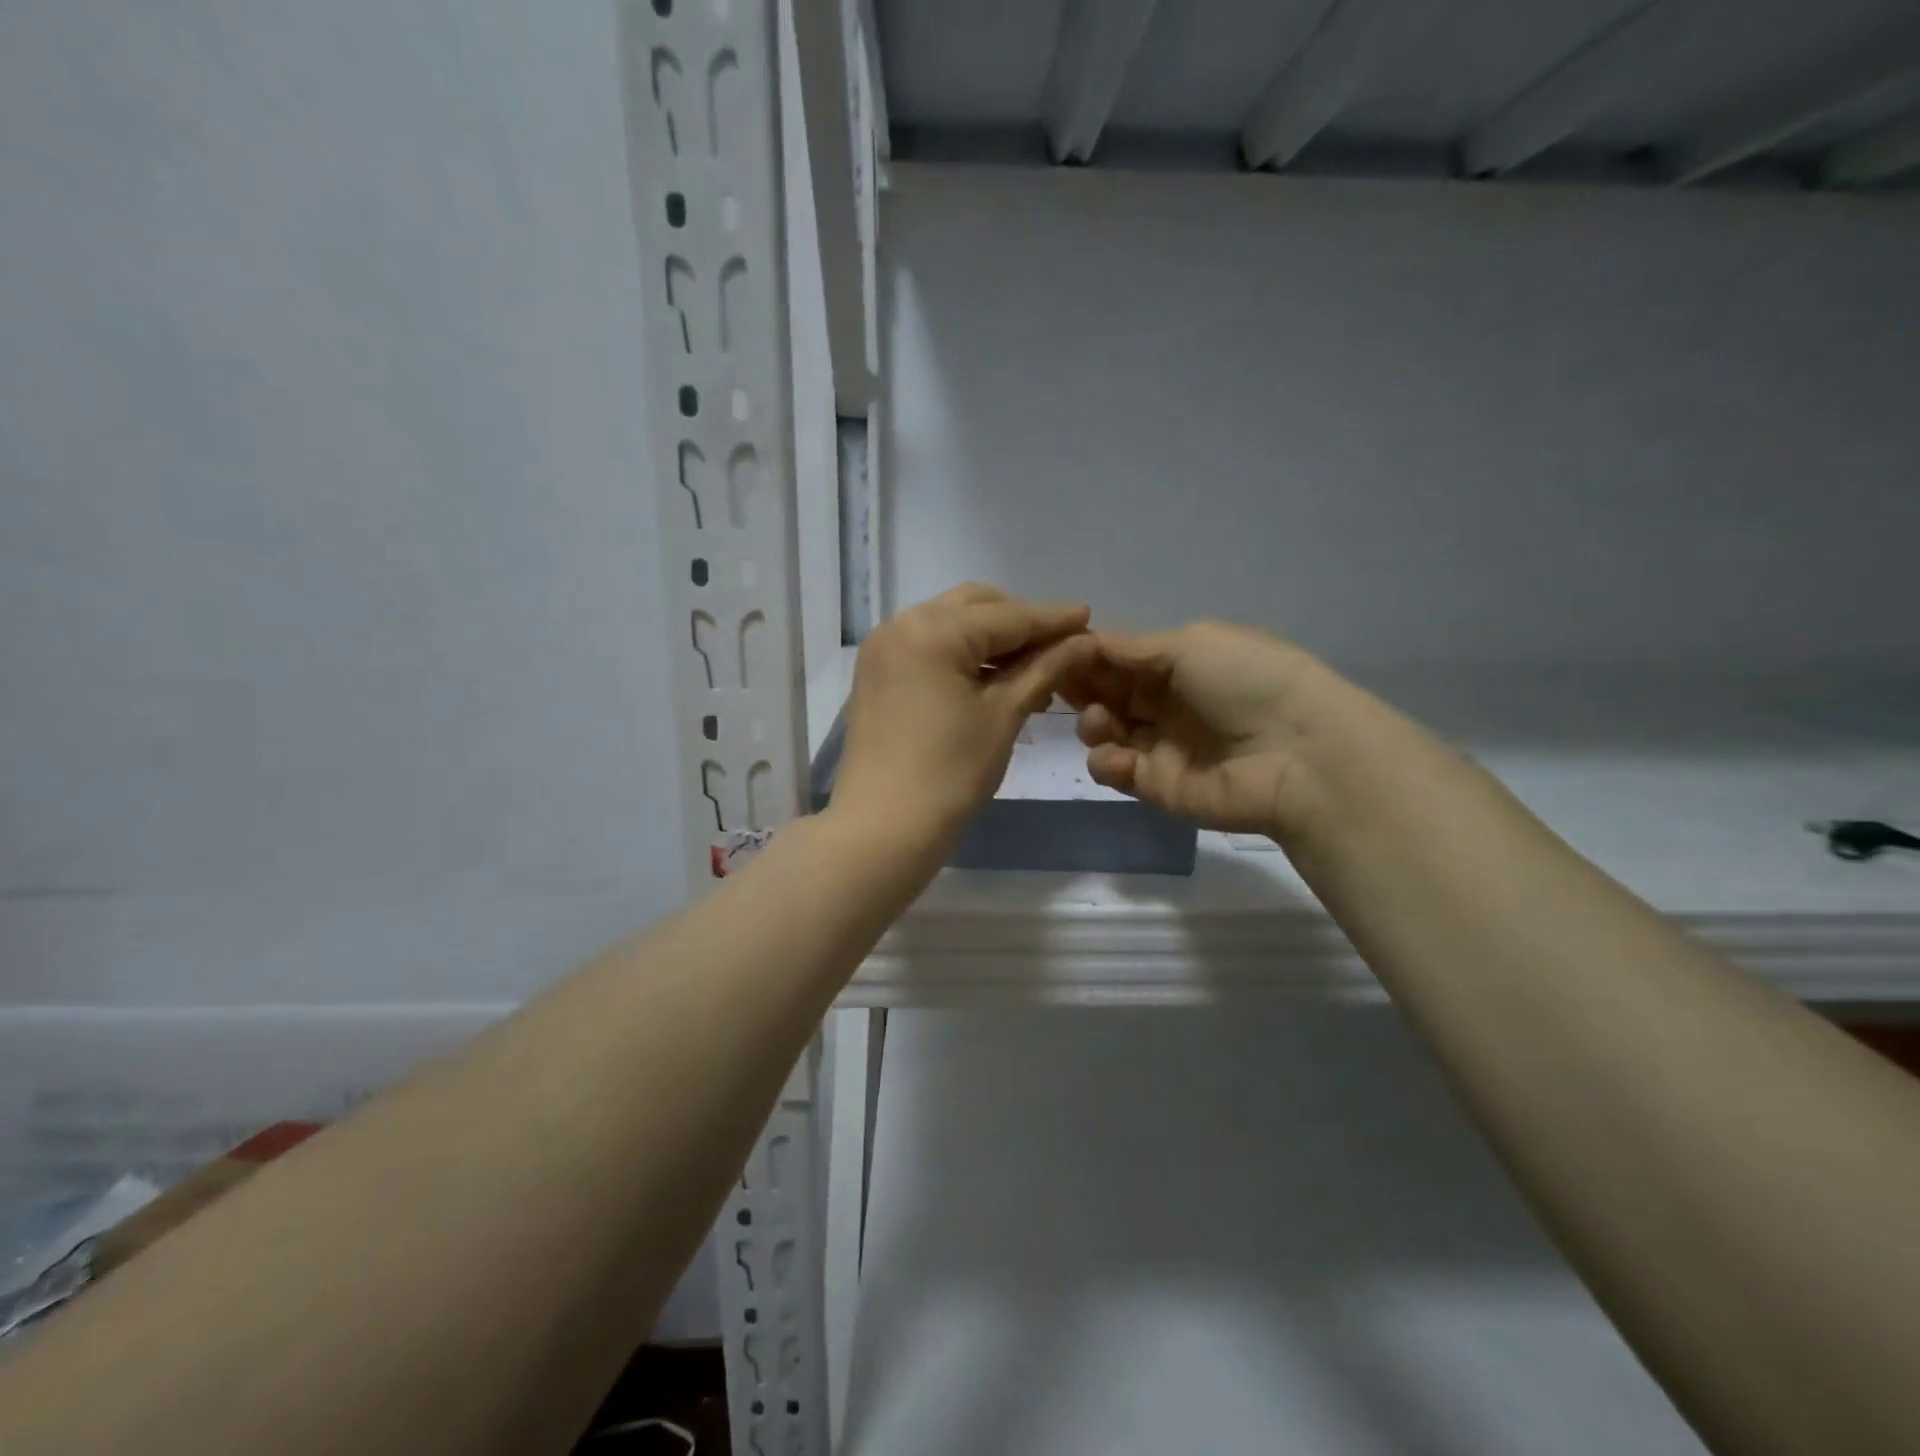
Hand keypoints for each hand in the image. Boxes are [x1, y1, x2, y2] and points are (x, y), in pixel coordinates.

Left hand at [830, 584, 1094, 850]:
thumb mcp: (1005, 716)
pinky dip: (962, 653)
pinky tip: (991, 678)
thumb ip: (1046, 669)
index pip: (1007, 615)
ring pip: (950, 623)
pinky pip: (929, 645)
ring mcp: (884, 648)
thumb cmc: (951, 774)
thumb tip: (1085, 640)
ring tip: (1032, 667)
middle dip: (1019, 621)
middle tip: (1060, 645)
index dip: (1052, 619)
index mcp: (934, 630)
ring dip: (991, 637)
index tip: (1089, 616)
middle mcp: (902, 624)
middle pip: (975, 606)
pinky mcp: (877, 673)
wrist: (882, 829)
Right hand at [1064, 621, 1354, 843]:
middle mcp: (1168, 703)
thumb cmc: (1245, 681)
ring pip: (1106, 731)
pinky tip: (1117, 756)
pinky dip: (1106, 761)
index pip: (1122, 659)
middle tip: (1058, 684)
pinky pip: (1116, 770)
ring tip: (1100, 721)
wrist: (1297, 752)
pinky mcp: (1157, 786)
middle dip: (1081, 687)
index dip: (1088, 655)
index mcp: (1181, 664)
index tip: (1055, 651)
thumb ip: (1133, 648)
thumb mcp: (1191, 644)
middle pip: (1108, 694)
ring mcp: (1162, 746)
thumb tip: (1088, 641)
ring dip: (1092, 722)